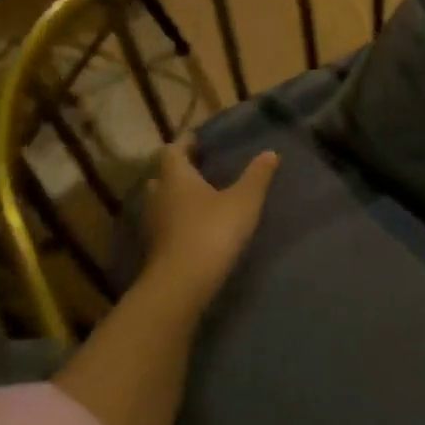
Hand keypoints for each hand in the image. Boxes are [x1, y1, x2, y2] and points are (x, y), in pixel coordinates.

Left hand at [141, 137, 279, 308]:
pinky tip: (194, 228)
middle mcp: (158, 196)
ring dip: (175, 198)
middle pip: (162, 177)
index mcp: (176, 177)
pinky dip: (176, 222)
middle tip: (199, 170)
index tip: (197, 140)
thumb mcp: (244, 201)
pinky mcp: (155, 250)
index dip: (184, 144)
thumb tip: (270, 152)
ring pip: (160, 203)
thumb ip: (257, 176)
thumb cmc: (212, 231)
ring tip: (199, 199)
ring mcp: (153, 225)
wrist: (183, 284)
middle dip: (178, 172)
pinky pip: (164, 226)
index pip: (172, 151)